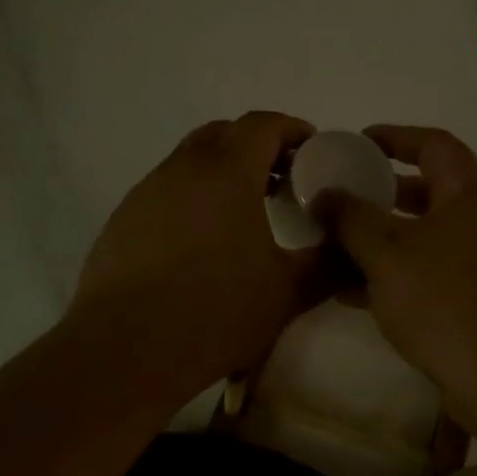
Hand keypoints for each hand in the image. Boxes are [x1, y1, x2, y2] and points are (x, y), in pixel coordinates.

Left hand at [67, 111, 324, 408]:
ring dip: (221, 171)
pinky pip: (164, 191)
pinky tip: (200, 242)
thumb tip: (355, 251)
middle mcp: (182, 170)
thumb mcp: (287, 293)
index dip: (292, 129)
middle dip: (256, 146)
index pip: (262, 125)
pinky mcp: (122, 220)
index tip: (312, 150)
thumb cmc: (215, 312)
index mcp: (226, 173)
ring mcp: (145, 193)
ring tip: (244, 212)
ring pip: (189, 161)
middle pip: (222, 133)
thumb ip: (327, 264)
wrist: (124, 350)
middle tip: (282, 179)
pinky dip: (191, 197)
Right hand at [314, 125, 476, 409]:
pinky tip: (353, 294)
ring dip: (381, 240)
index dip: (396, 137)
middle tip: (343, 199)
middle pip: (429, 193)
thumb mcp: (387, 251)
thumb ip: (351, 217)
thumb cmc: (447, 299)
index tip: (359, 142)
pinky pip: (428, 276)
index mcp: (470, 195)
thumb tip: (325, 195)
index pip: (434, 145)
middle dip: (382, 194)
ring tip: (336, 248)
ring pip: (424, 239)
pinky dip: (393, 276)